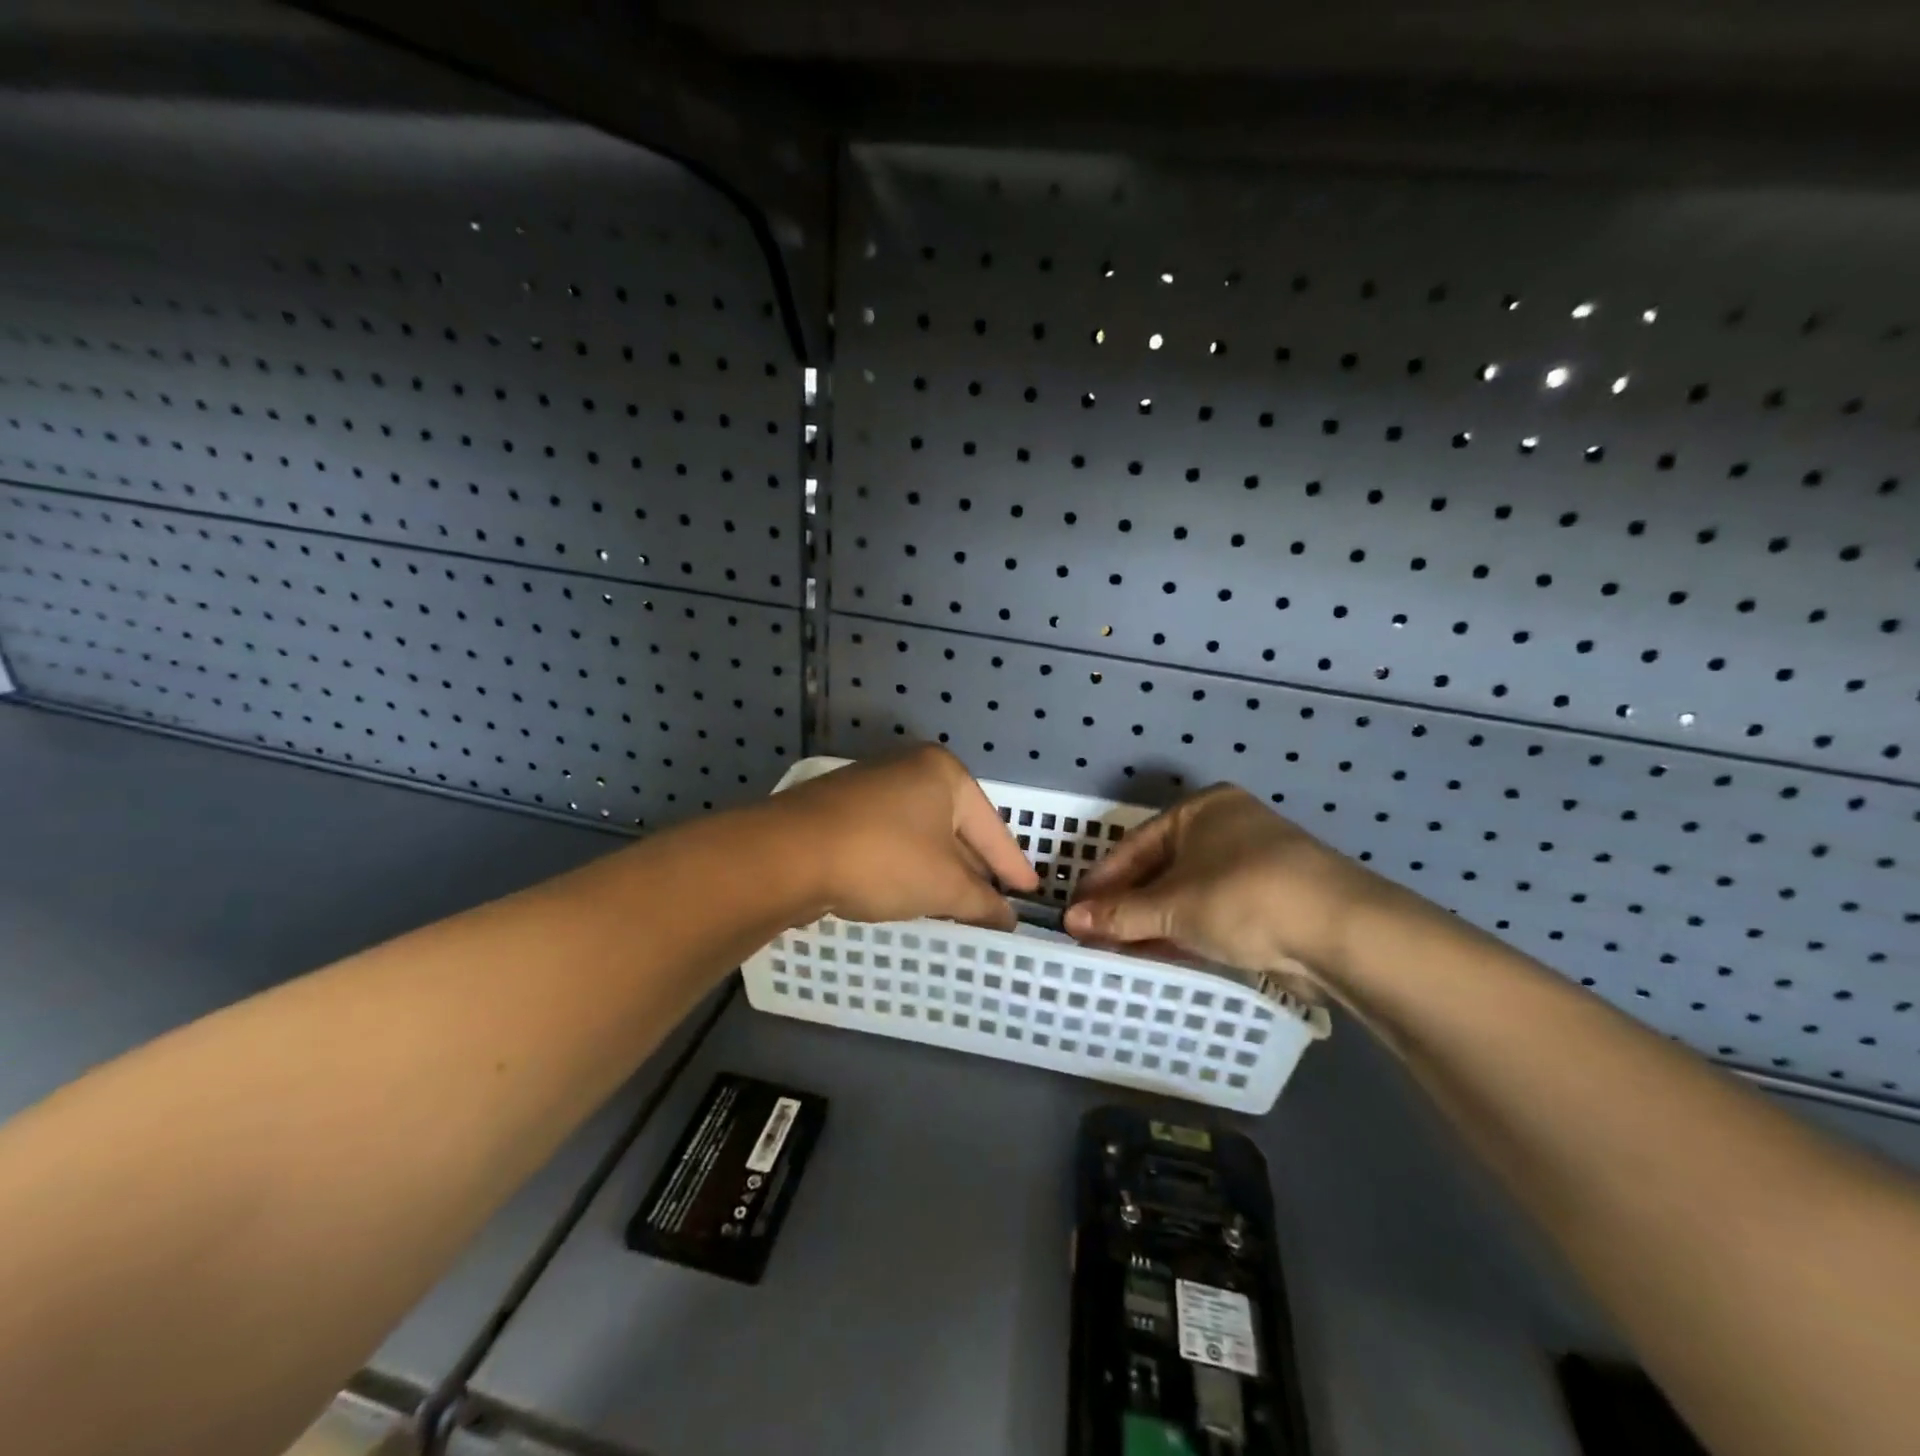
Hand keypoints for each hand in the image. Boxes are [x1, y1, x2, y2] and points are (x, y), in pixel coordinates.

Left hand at [771, 746, 1039, 929]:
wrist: (787, 854)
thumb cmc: (883, 858)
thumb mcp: (943, 885)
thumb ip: (982, 902)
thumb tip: (1007, 917)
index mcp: (943, 773)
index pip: (992, 827)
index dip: (1013, 865)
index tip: (1030, 893)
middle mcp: (909, 769)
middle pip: (957, 826)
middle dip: (975, 868)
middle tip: (995, 903)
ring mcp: (872, 786)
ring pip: (922, 834)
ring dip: (940, 869)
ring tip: (957, 903)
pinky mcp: (842, 809)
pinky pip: (892, 838)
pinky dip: (908, 865)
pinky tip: (909, 891)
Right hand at [1063, 785, 1382, 981]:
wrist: (1341, 931)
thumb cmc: (1243, 896)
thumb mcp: (1173, 905)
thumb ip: (1120, 914)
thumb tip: (1070, 919)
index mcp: (1202, 810)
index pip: (1135, 845)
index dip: (1102, 880)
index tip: (1074, 910)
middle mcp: (1227, 828)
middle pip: (1161, 868)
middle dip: (1126, 903)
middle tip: (1092, 932)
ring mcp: (1253, 864)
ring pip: (1187, 893)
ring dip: (1152, 921)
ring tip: (1117, 948)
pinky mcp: (1272, 900)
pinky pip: (1213, 911)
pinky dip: (1185, 930)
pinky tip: (1158, 952)